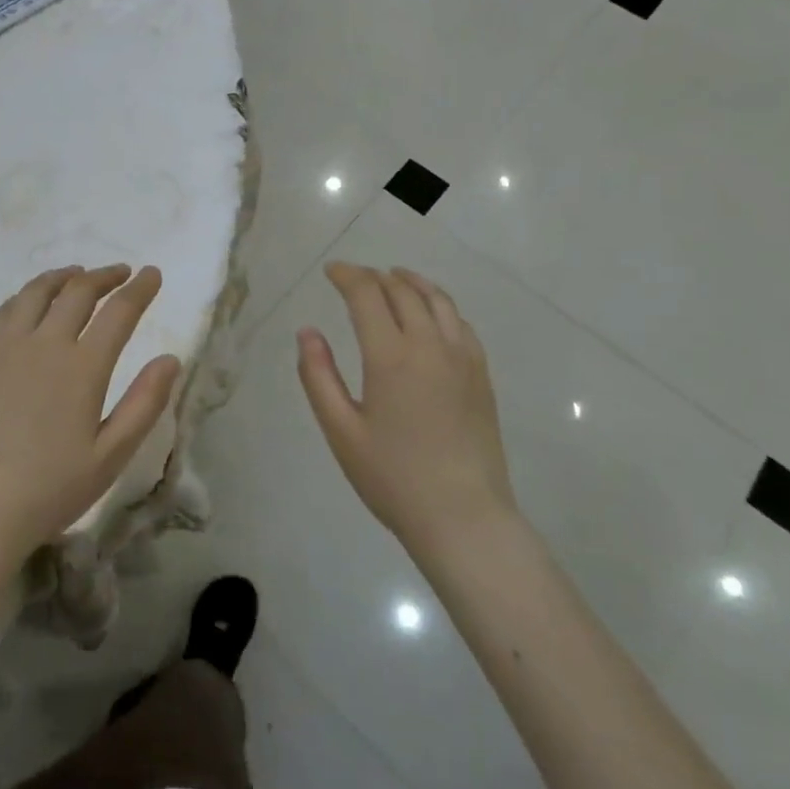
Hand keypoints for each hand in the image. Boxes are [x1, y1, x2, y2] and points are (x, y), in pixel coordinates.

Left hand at [0, 265, 181, 571]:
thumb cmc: (51, 488)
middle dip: (106, 276)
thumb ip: (144, 403)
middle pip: (79, 291)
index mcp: (83, 367)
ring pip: (38, 291)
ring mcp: (7, 347)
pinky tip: (33, 300)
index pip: (119, 311)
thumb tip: (171, 359)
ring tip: (79, 275)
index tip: (152, 274)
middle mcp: (45, 344)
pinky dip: (28, 294)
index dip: (140, 289)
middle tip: (122, 273)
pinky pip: (6, 309)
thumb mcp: (111, 455)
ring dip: (65, 277)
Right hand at [297, 263, 516, 560]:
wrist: (463, 517)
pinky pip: (460, 323)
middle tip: (355, 278)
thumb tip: (308, 332)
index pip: (367, 294)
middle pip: (402, 291)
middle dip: (375, 277)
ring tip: (395, 278)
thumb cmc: (393, 478)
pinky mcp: (482, 375)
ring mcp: (462, 358)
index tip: (331, 271)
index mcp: (391, 356)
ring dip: (411, 282)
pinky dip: (440, 305)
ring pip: (437, 300)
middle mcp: (430, 345)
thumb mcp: (341, 431)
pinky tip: (433, 313)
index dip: (347, 275)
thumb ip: (319, 376)